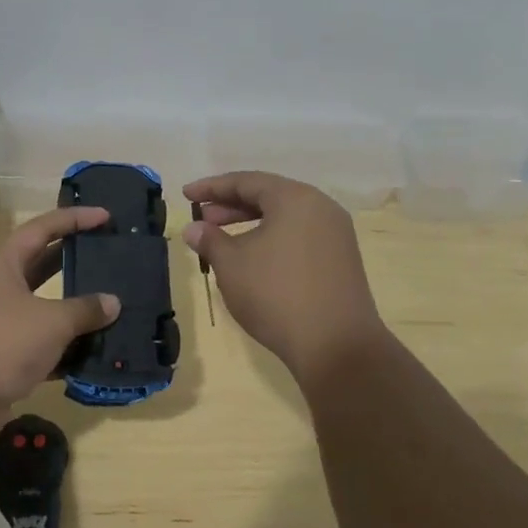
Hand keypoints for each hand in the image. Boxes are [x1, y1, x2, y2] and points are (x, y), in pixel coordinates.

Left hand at [0, 206, 120, 420]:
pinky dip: (64, 346)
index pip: (43, 228)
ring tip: (109, 304)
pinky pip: (40, 342)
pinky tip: (93, 351)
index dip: (75, 219)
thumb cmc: (1, 342)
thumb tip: (112, 303)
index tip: (106, 216)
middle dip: (74, 260)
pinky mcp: (1, 355)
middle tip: (108, 255)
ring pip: (42, 307)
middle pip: (41, 264)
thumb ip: (85, 309)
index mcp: (3, 264)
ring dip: (73, 308)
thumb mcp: (51, 321)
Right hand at [183, 172, 385, 378]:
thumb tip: (194, 228)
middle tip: (202, 219)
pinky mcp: (341, 260)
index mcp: (295, 198)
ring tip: (223, 241)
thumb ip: (210, 240)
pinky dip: (272, 240)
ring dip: (250, 224)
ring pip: (285, 218)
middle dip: (231, 206)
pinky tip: (253, 260)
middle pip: (269, 196)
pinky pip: (299, 236)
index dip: (212, 187)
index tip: (186, 195)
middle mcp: (321, 208)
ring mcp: (335, 235)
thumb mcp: (232, 265)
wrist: (336, 346)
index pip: (246, 181)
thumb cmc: (276, 295)